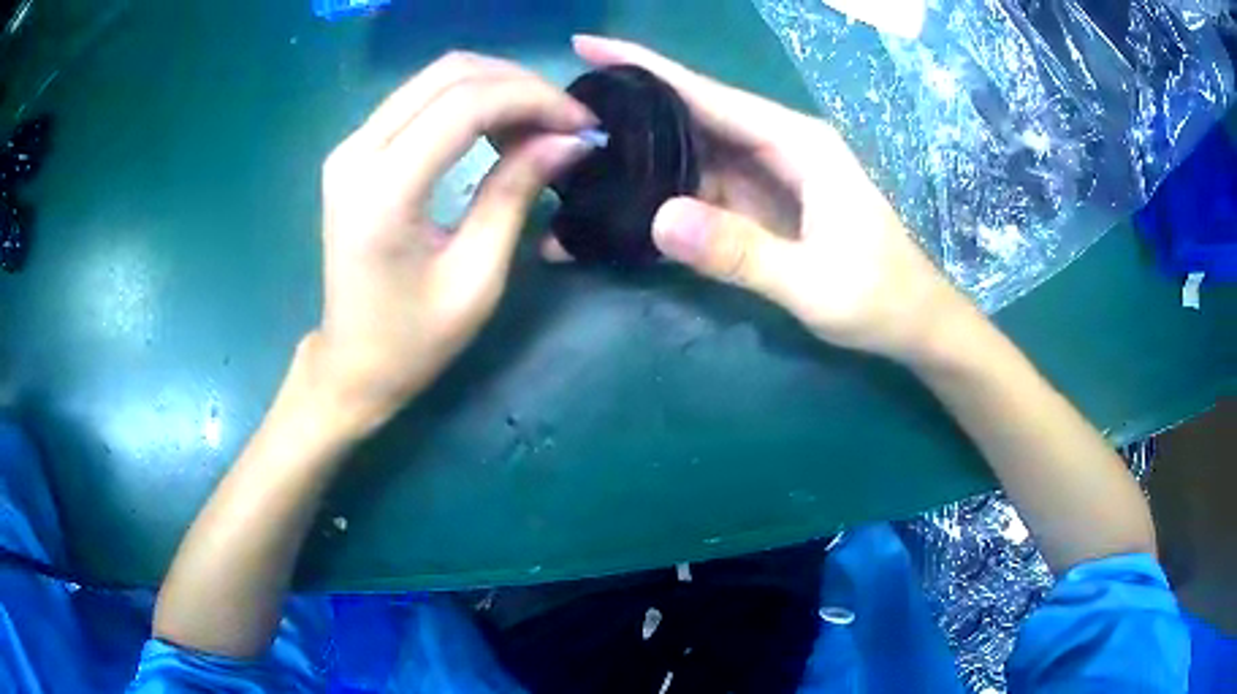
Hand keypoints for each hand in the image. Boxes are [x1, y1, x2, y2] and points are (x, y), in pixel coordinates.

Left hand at [306, 52, 595, 434]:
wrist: (351, 362)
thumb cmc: (413, 339)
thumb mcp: (476, 276)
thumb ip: (516, 194)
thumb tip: (570, 139)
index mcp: (384, 191)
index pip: (465, 104)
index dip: (533, 99)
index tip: (582, 123)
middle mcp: (357, 152)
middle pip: (450, 74)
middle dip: (520, 85)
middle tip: (567, 121)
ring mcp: (351, 146)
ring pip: (435, 77)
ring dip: (497, 88)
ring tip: (540, 125)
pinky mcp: (355, 150)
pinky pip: (420, 99)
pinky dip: (469, 101)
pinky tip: (500, 127)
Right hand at [565, 36, 968, 361]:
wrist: (913, 323)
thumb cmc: (879, 297)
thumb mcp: (815, 282)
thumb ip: (743, 252)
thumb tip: (659, 218)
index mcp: (797, 144)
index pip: (709, 94)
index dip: (646, 68)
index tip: (587, 46)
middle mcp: (779, 146)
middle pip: (693, 114)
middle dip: (630, 106)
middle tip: (563, 111)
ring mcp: (770, 176)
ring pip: (693, 151)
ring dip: (640, 153)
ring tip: (577, 156)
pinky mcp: (763, 205)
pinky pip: (704, 187)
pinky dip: (664, 192)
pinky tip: (625, 199)